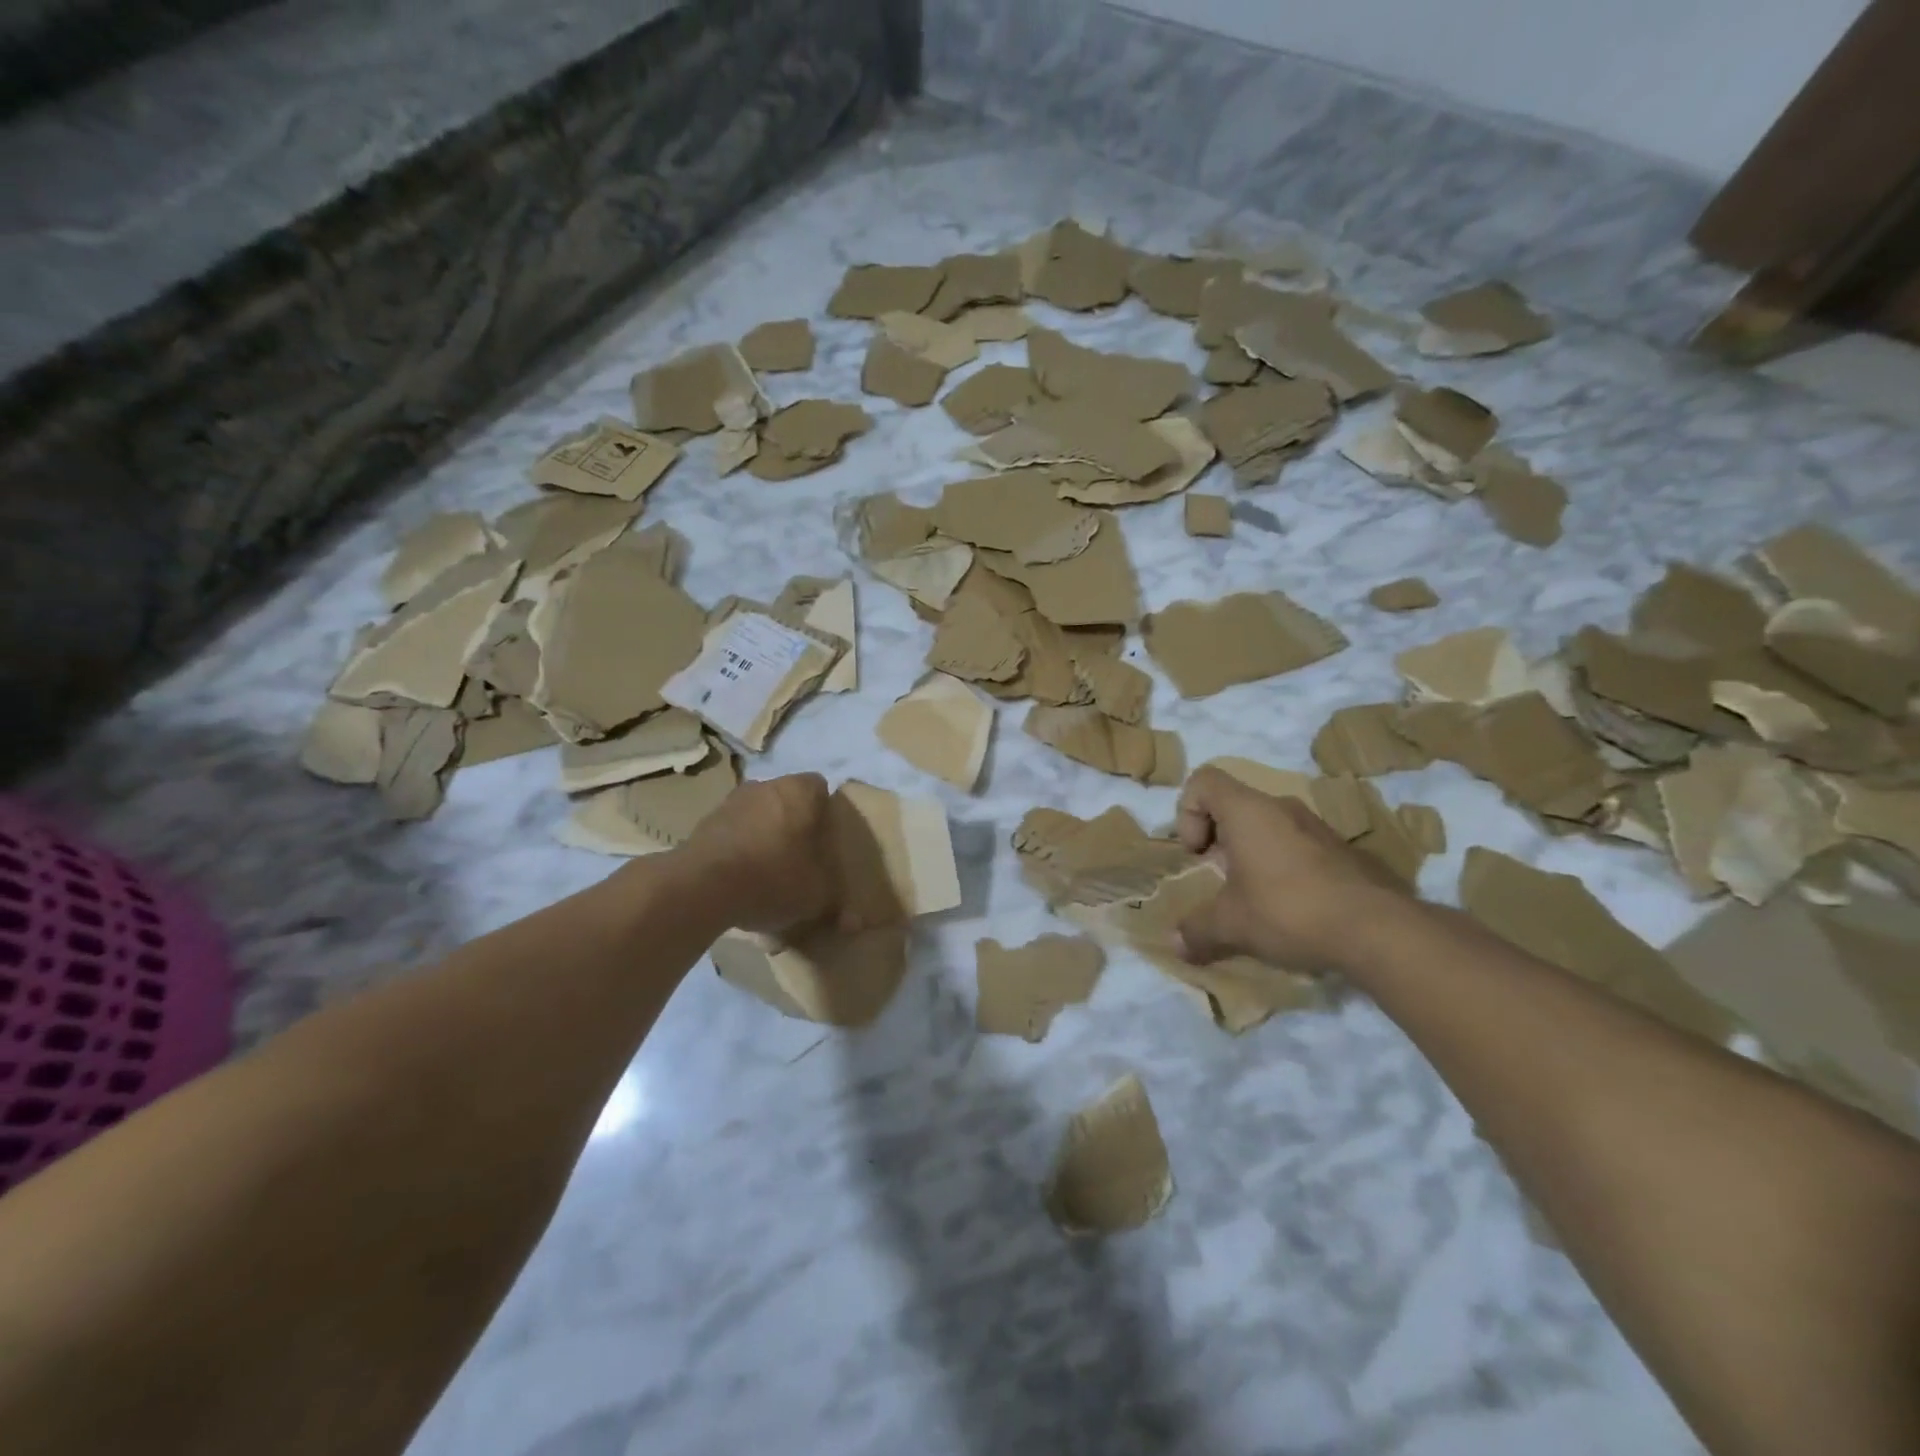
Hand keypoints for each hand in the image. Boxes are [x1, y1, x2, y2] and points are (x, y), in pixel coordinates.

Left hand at [677, 773, 840, 935]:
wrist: (701, 888)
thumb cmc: (773, 877)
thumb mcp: (818, 895)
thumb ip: (835, 898)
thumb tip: (852, 921)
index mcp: (800, 791)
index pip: (821, 789)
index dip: (826, 815)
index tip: (826, 842)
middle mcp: (765, 785)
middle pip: (788, 801)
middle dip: (794, 826)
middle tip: (801, 860)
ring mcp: (730, 802)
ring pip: (758, 816)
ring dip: (764, 838)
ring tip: (768, 875)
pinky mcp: (704, 824)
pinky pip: (734, 834)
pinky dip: (739, 851)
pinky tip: (741, 882)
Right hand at [1174, 765, 1414, 971]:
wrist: (1379, 930)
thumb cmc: (1288, 910)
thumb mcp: (1231, 925)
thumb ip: (1197, 930)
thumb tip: (1176, 945)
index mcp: (1248, 811)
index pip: (1204, 780)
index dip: (1188, 812)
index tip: (1198, 853)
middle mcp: (1282, 807)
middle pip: (1236, 806)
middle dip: (1220, 841)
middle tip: (1221, 880)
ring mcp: (1318, 827)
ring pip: (1270, 827)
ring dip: (1253, 856)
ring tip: (1257, 899)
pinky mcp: (1345, 851)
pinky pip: (1299, 847)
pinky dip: (1285, 868)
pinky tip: (1294, 909)